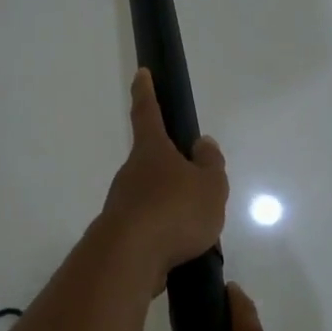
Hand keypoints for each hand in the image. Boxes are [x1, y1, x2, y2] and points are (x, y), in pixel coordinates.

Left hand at [97, 69, 228, 280]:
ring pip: (150, 194)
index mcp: (152, 151)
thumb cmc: (174, 211)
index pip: (147, 112)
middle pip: (151, 160)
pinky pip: (149, 224)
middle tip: (196, 182)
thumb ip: (210, 164)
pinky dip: (164, 230)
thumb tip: (202, 143)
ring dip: (170, 203)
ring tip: (197, 225)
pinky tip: (180, 246)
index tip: (142, 73)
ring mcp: (122, 202)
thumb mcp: (209, 186)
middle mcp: (131, 171)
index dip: (146, 91)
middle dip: (171, 166)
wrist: (130, 257)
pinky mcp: (121, 232)